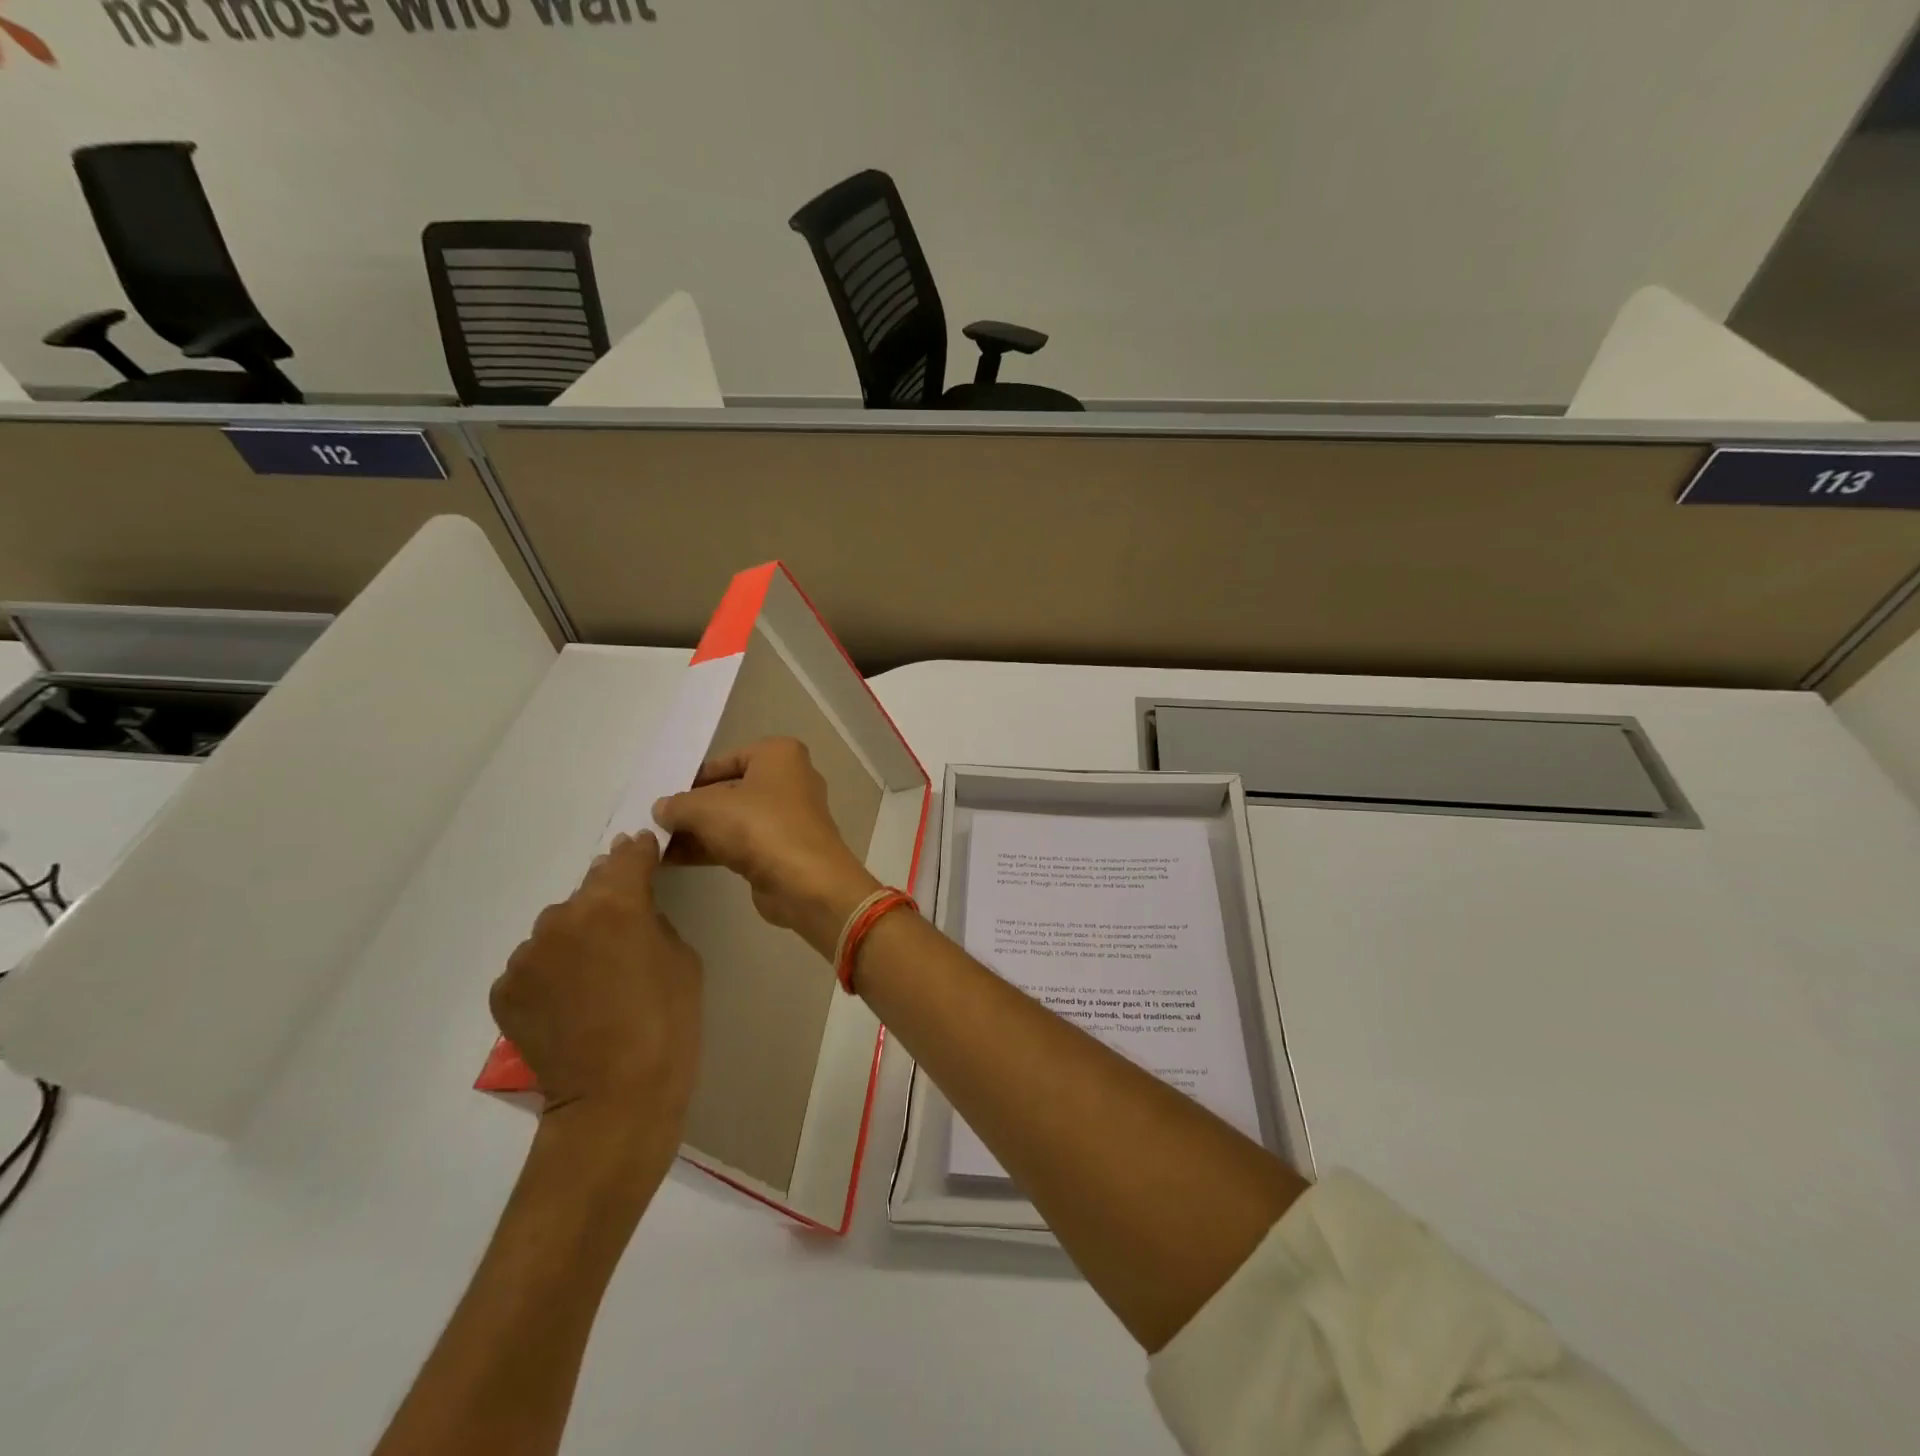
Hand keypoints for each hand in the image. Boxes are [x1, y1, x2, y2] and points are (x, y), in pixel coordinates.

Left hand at [490, 832, 702, 1149]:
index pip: (626, 857)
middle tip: (624, 930)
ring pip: (555, 929)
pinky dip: (550, 972)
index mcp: (614, 904)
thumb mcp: (681, 955)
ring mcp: (526, 955)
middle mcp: (562, 918)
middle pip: (587, 891)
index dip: (638, 853)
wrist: (616, 1096)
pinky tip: (569, 1001)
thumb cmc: (668, 1020)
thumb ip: (651, 917)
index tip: (644, 852)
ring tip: (593, 975)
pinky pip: (533, 965)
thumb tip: (632, 903)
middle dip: (606, 900)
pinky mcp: (505, 989)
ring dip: (574, 937)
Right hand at [653, 737, 879, 957]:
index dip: (692, 779)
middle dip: (693, 808)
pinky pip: (740, 842)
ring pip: (734, 819)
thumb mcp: (706, 808)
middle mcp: (789, 780)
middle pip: (729, 790)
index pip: (725, 760)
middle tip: (654, 822)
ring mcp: (788, 817)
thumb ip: (678, 805)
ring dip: (697, 831)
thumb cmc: (759, 827)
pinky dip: (711, 848)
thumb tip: (662, 809)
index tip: (663, 796)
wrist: (805, 882)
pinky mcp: (783, 849)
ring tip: (655, 843)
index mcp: (779, 755)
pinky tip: (674, 859)